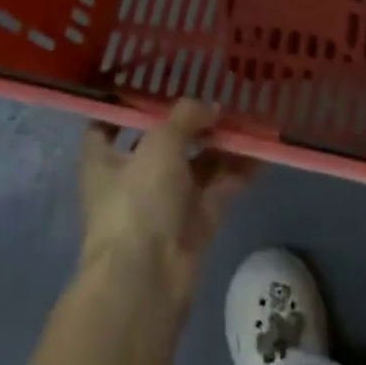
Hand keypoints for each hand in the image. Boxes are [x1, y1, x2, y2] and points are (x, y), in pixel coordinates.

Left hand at [79, 99, 254, 310]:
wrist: (148, 281)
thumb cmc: (138, 199)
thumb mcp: (160, 141)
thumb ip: (186, 116)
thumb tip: (211, 109)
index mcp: (105, 159)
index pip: (109, 124)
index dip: (127, 105)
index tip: (153, 84)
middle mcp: (132, 179)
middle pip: (163, 142)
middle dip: (191, 122)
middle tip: (219, 96)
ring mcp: (164, 204)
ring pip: (195, 165)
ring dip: (220, 144)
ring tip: (249, 118)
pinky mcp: (193, 226)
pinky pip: (218, 189)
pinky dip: (237, 171)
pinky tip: (261, 150)